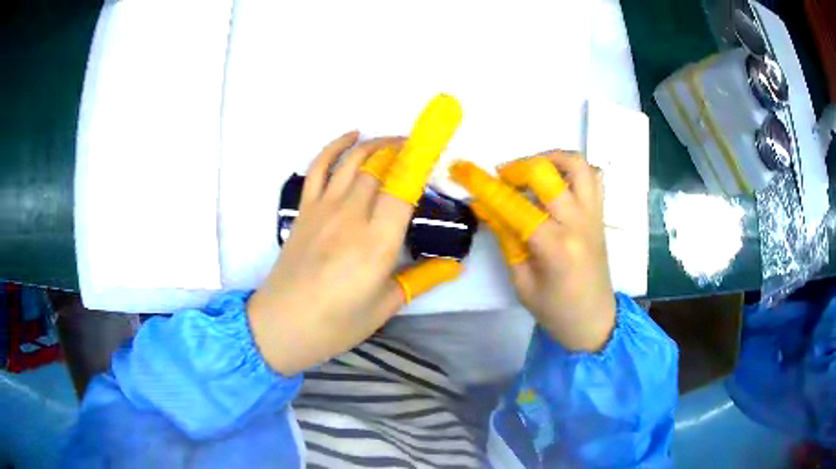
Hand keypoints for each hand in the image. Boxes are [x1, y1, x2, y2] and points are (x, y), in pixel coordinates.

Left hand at [247, 95, 463, 374]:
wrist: (281, 324)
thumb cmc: (336, 323)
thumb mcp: (385, 306)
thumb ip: (421, 279)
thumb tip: (454, 266)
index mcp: (377, 243)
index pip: (403, 188)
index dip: (421, 164)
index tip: (436, 151)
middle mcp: (351, 216)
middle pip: (380, 167)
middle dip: (403, 150)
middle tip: (421, 151)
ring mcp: (324, 208)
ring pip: (353, 160)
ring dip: (376, 143)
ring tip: (396, 141)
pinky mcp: (305, 209)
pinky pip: (319, 166)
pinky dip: (335, 145)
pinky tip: (352, 135)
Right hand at [451, 152, 615, 351]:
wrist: (595, 320)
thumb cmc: (555, 310)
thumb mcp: (521, 281)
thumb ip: (506, 238)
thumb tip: (485, 205)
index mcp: (555, 247)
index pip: (514, 205)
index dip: (483, 185)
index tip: (462, 169)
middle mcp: (578, 223)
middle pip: (547, 172)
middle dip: (517, 167)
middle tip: (502, 179)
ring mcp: (594, 215)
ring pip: (577, 164)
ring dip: (549, 158)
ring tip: (531, 172)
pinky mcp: (600, 214)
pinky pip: (593, 177)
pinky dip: (572, 170)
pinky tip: (556, 182)